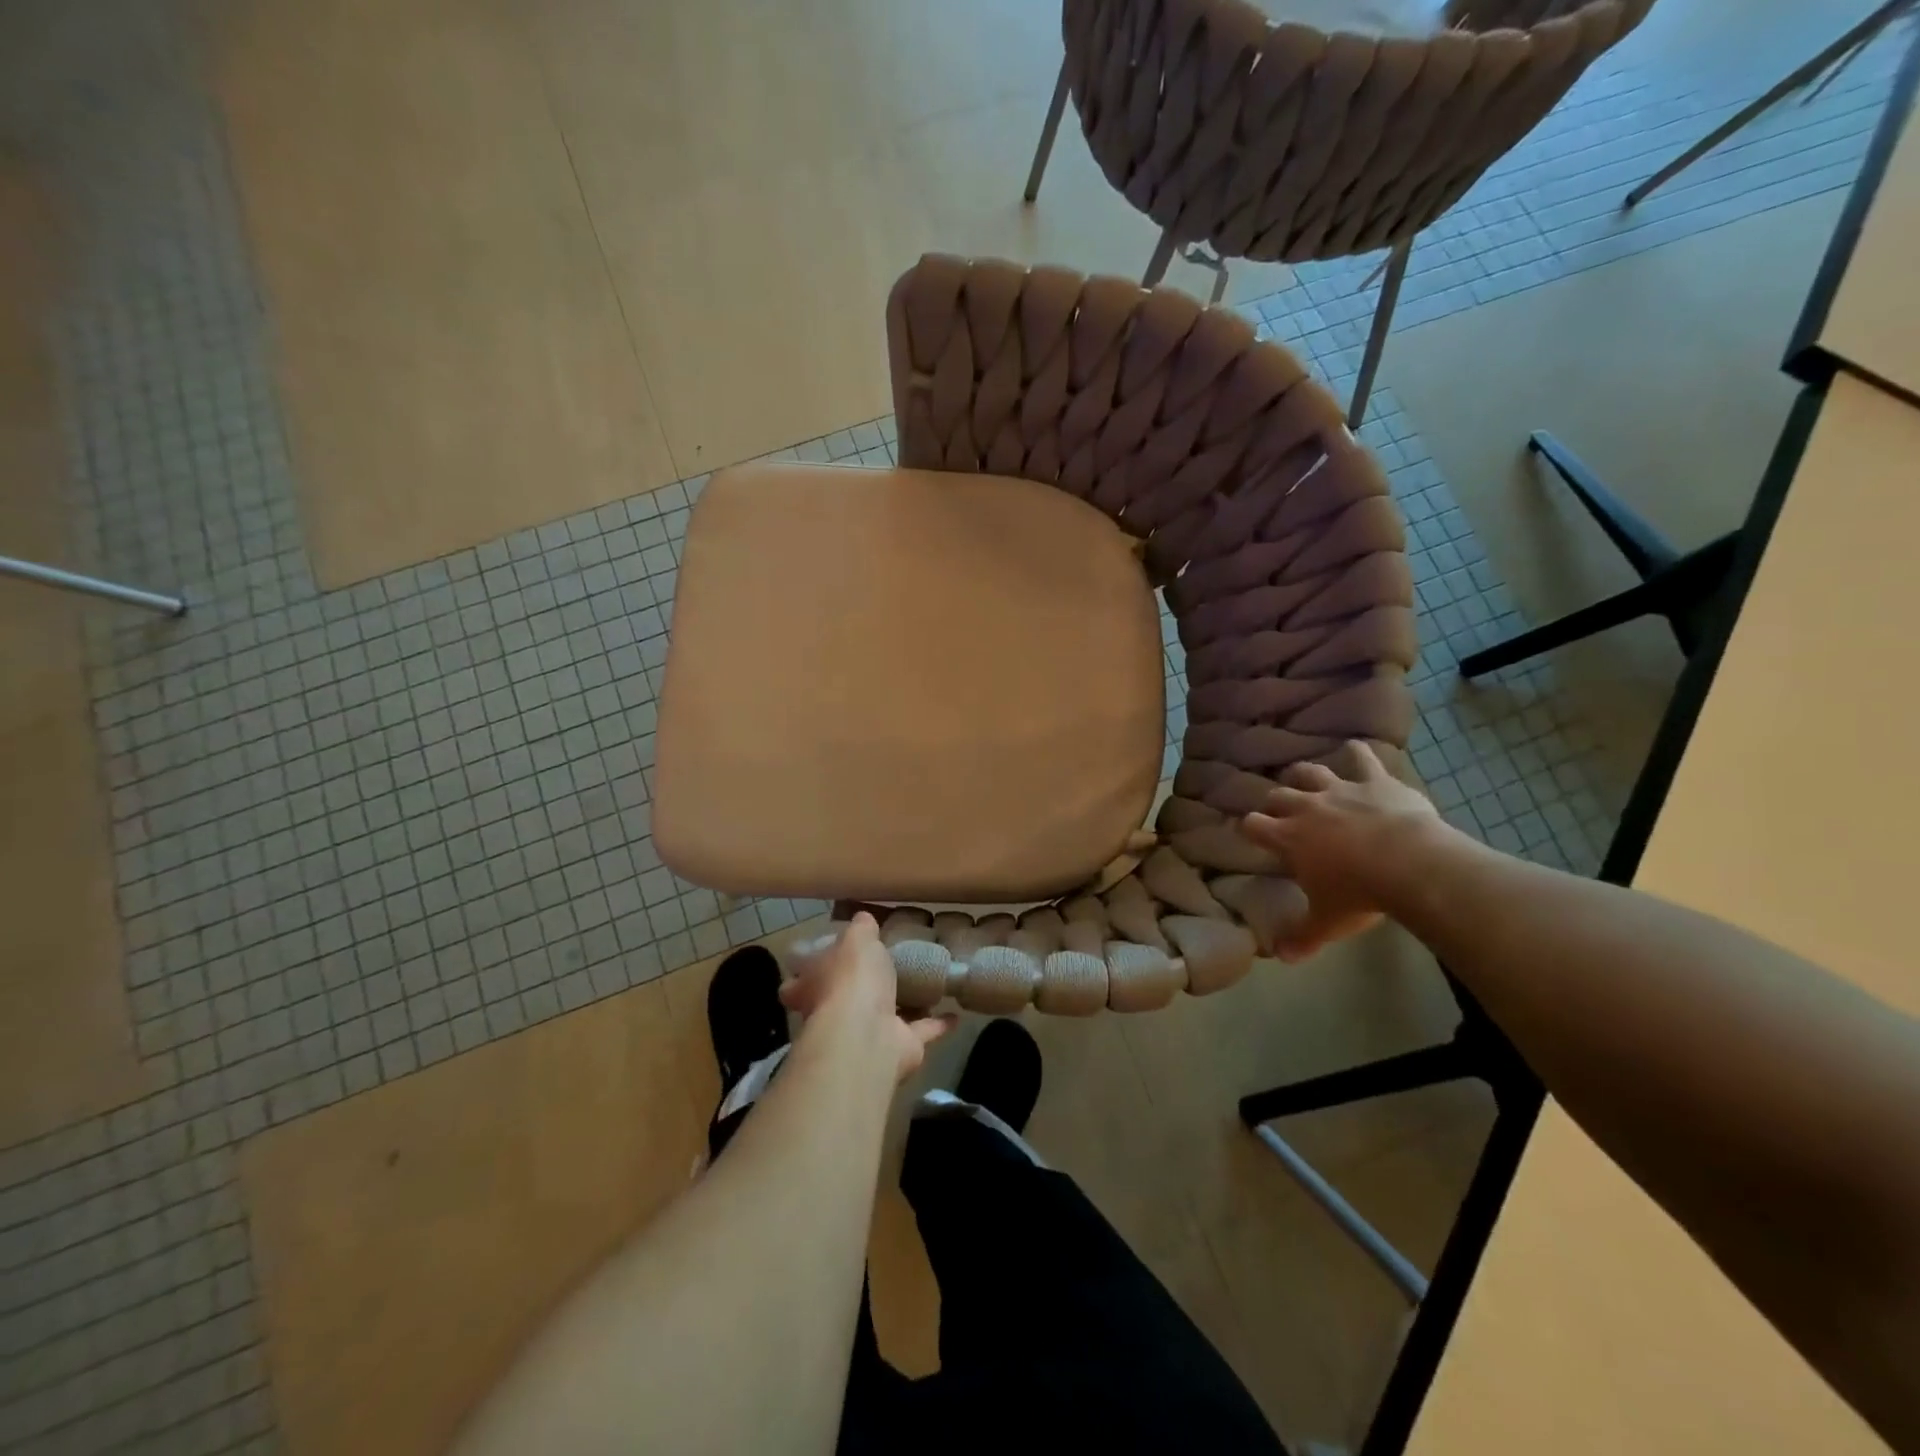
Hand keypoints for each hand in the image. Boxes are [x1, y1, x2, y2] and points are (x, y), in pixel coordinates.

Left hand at [781, 913, 954, 1082]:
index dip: (810, 971)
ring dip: (904, 1006)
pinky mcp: (897, 1049)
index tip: (826, 957)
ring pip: (886, 1016)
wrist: (868, 1035)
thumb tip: (863, 919)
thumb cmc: (852, 980)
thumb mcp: (856, 939)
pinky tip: (955, 1013)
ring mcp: (866, 1035)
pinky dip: (937, 1024)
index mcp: (814, 987)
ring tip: (924, 985)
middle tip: (885, 967)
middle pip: (844, 999)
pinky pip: (920, 1032)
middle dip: (862, 988)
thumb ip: (861, 929)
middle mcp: (835, 1014)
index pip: (800, 981)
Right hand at [1239, 741, 1453, 961]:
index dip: (1248, 827)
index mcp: (1287, 838)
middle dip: (1275, 801)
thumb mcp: (1328, 922)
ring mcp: (1339, 790)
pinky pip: (1361, 758)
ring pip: (1309, 772)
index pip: (1252, 825)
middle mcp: (1305, 808)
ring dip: (1304, 774)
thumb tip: (1281, 958)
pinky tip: (1355, 747)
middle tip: (1280, 810)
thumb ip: (1302, 937)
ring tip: (1303, 777)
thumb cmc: (1360, 895)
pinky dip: (1356, 752)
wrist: (1410, 864)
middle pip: (1277, 795)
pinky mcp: (1373, 781)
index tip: (1249, 831)